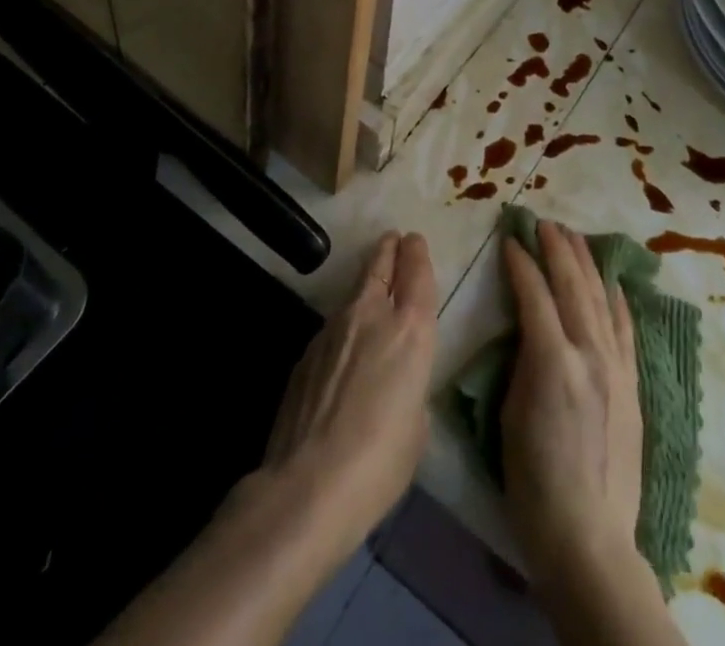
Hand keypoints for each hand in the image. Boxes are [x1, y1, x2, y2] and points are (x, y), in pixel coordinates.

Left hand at [256, 231, 436, 564]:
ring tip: (370, 282)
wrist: (308, 485)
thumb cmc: (381, 461)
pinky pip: (332, 326)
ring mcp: (333, 329)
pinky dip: (343, 324)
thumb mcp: (417, 426)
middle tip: (393, 239)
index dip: (417, 254)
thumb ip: (411, 388)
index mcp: (411, 330)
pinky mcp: (306, 352)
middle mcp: (372, 315)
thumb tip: (395, 385)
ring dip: (365, 283)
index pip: (417, 273)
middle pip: (380, 266)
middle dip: (389, 250)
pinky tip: (342, 345)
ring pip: (354, 292)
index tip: (414, 240)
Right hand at [499, 220, 643, 585]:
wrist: (589, 536)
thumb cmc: (533, 482)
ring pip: (601, 298)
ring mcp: (616, 367)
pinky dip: (617, 299)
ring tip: (574, 237)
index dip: (520, 263)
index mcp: (553, 360)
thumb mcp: (510, 414)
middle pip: (573, 285)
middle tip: (544, 223)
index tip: (510, 239)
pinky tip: (613, 282)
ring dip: (586, 263)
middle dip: (557, 249)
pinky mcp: (632, 384)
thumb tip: (528, 327)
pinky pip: (625, 328)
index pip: (534, 294)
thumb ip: (522, 360)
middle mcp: (589, 353)